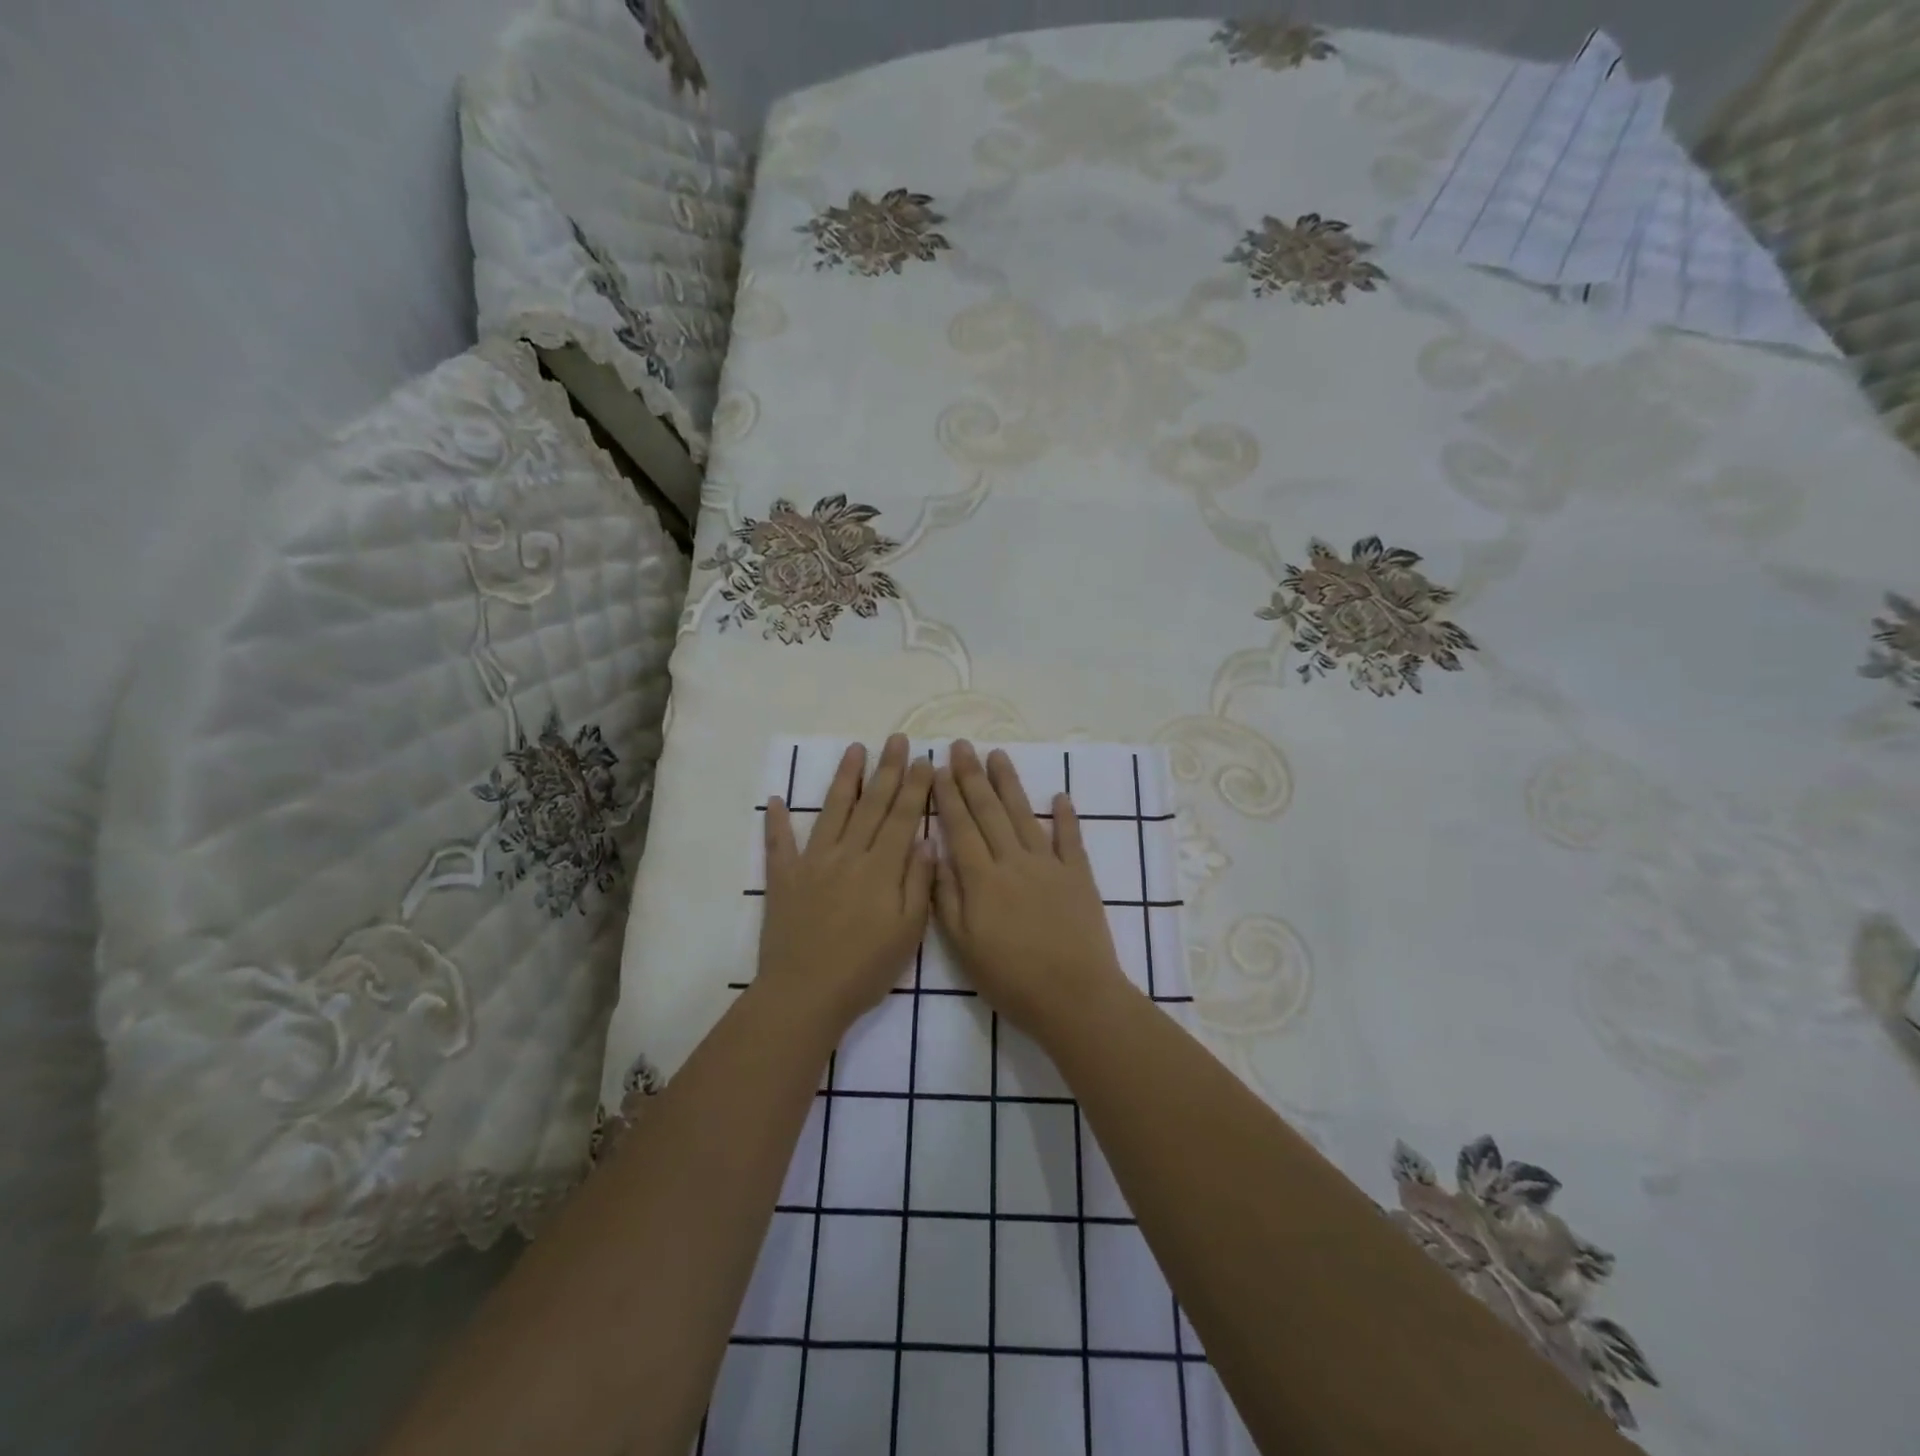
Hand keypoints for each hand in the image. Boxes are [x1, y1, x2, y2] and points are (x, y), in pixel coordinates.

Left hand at [757, 734, 935, 1033]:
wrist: (805, 993)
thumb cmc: (865, 968)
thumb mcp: (908, 931)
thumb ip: (918, 882)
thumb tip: (926, 840)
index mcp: (881, 868)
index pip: (902, 817)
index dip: (915, 786)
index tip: (925, 759)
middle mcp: (847, 855)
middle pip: (871, 804)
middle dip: (887, 770)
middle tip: (897, 739)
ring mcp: (812, 863)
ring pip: (832, 811)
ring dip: (844, 778)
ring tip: (855, 749)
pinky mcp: (784, 879)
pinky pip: (779, 844)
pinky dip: (777, 821)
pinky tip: (776, 799)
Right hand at [932, 740, 1130, 1039]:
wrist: (1074, 996)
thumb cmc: (1011, 978)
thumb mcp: (963, 946)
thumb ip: (946, 897)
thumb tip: (934, 853)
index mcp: (982, 879)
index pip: (960, 827)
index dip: (948, 796)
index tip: (939, 768)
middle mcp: (1013, 861)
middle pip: (989, 811)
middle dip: (973, 776)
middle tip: (962, 745)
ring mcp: (1049, 865)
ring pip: (1025, 815)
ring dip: (1010, 783)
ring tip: (998, 755)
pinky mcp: (1079, 876)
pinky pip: (1071, 839)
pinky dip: (1065, 816)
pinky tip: (1059, 795)